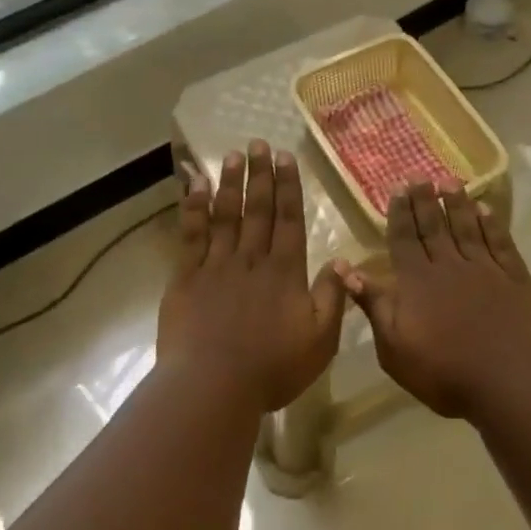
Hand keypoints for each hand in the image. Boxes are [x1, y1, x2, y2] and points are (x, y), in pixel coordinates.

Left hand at [157, 141, 347, 412]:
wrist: (213, 386)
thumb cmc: (272, 368)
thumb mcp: (320, 339)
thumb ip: (332, 297)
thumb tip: (343, 260)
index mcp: (285, 271)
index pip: (289, 219)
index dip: (288, 187)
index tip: (285, 158)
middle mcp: (252, 258)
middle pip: (257, 209)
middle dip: (260, 174)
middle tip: (259, 143)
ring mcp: (217, 265)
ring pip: (226, 215)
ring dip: (230, 183)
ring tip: (233, 155)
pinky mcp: (187, 277)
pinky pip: (191, 235)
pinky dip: (193, 208)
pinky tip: (195, 186)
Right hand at [340, 182, 530, 419]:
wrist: (508, 378)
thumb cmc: (444, 371)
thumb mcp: (394, 347)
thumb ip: (374, 305)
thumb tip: (346, 269)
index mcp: (416, 281)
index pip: (404, 239)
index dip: (400, 212)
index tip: (397, 187)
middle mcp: (448, 266)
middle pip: (434, 227)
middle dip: (424, 199)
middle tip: (419, 174)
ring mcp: (484, 269)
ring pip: (467, 228)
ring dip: (457, 204)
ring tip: (450, 181)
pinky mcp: (514, 278)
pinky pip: (500, 243)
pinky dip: (492, 224)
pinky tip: (486, 210)